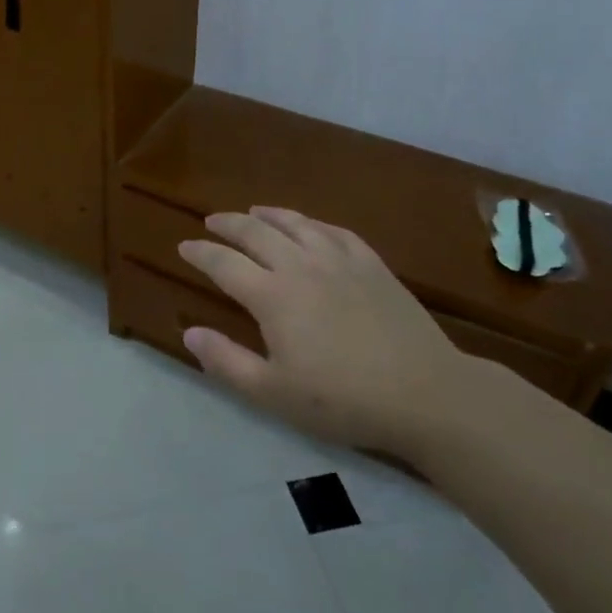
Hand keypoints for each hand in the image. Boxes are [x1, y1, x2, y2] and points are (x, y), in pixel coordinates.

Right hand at [177, 207, 473, 456]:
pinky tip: (309, 226)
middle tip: (211, 222)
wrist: (427, 394)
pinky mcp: (373, 265)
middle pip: (255, 233)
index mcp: (272, 296)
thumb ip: (226, 361)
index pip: (224, 264)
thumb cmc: (343, 400)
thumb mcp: (273, 393)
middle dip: (228, 224)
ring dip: (268, 215)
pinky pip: (335, 231)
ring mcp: (340, 261)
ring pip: (296, 224)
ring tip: (253, 212)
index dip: (200, 253)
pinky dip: (313, 224)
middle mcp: (301, 267)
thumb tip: (189, 333)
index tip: (184, 246)